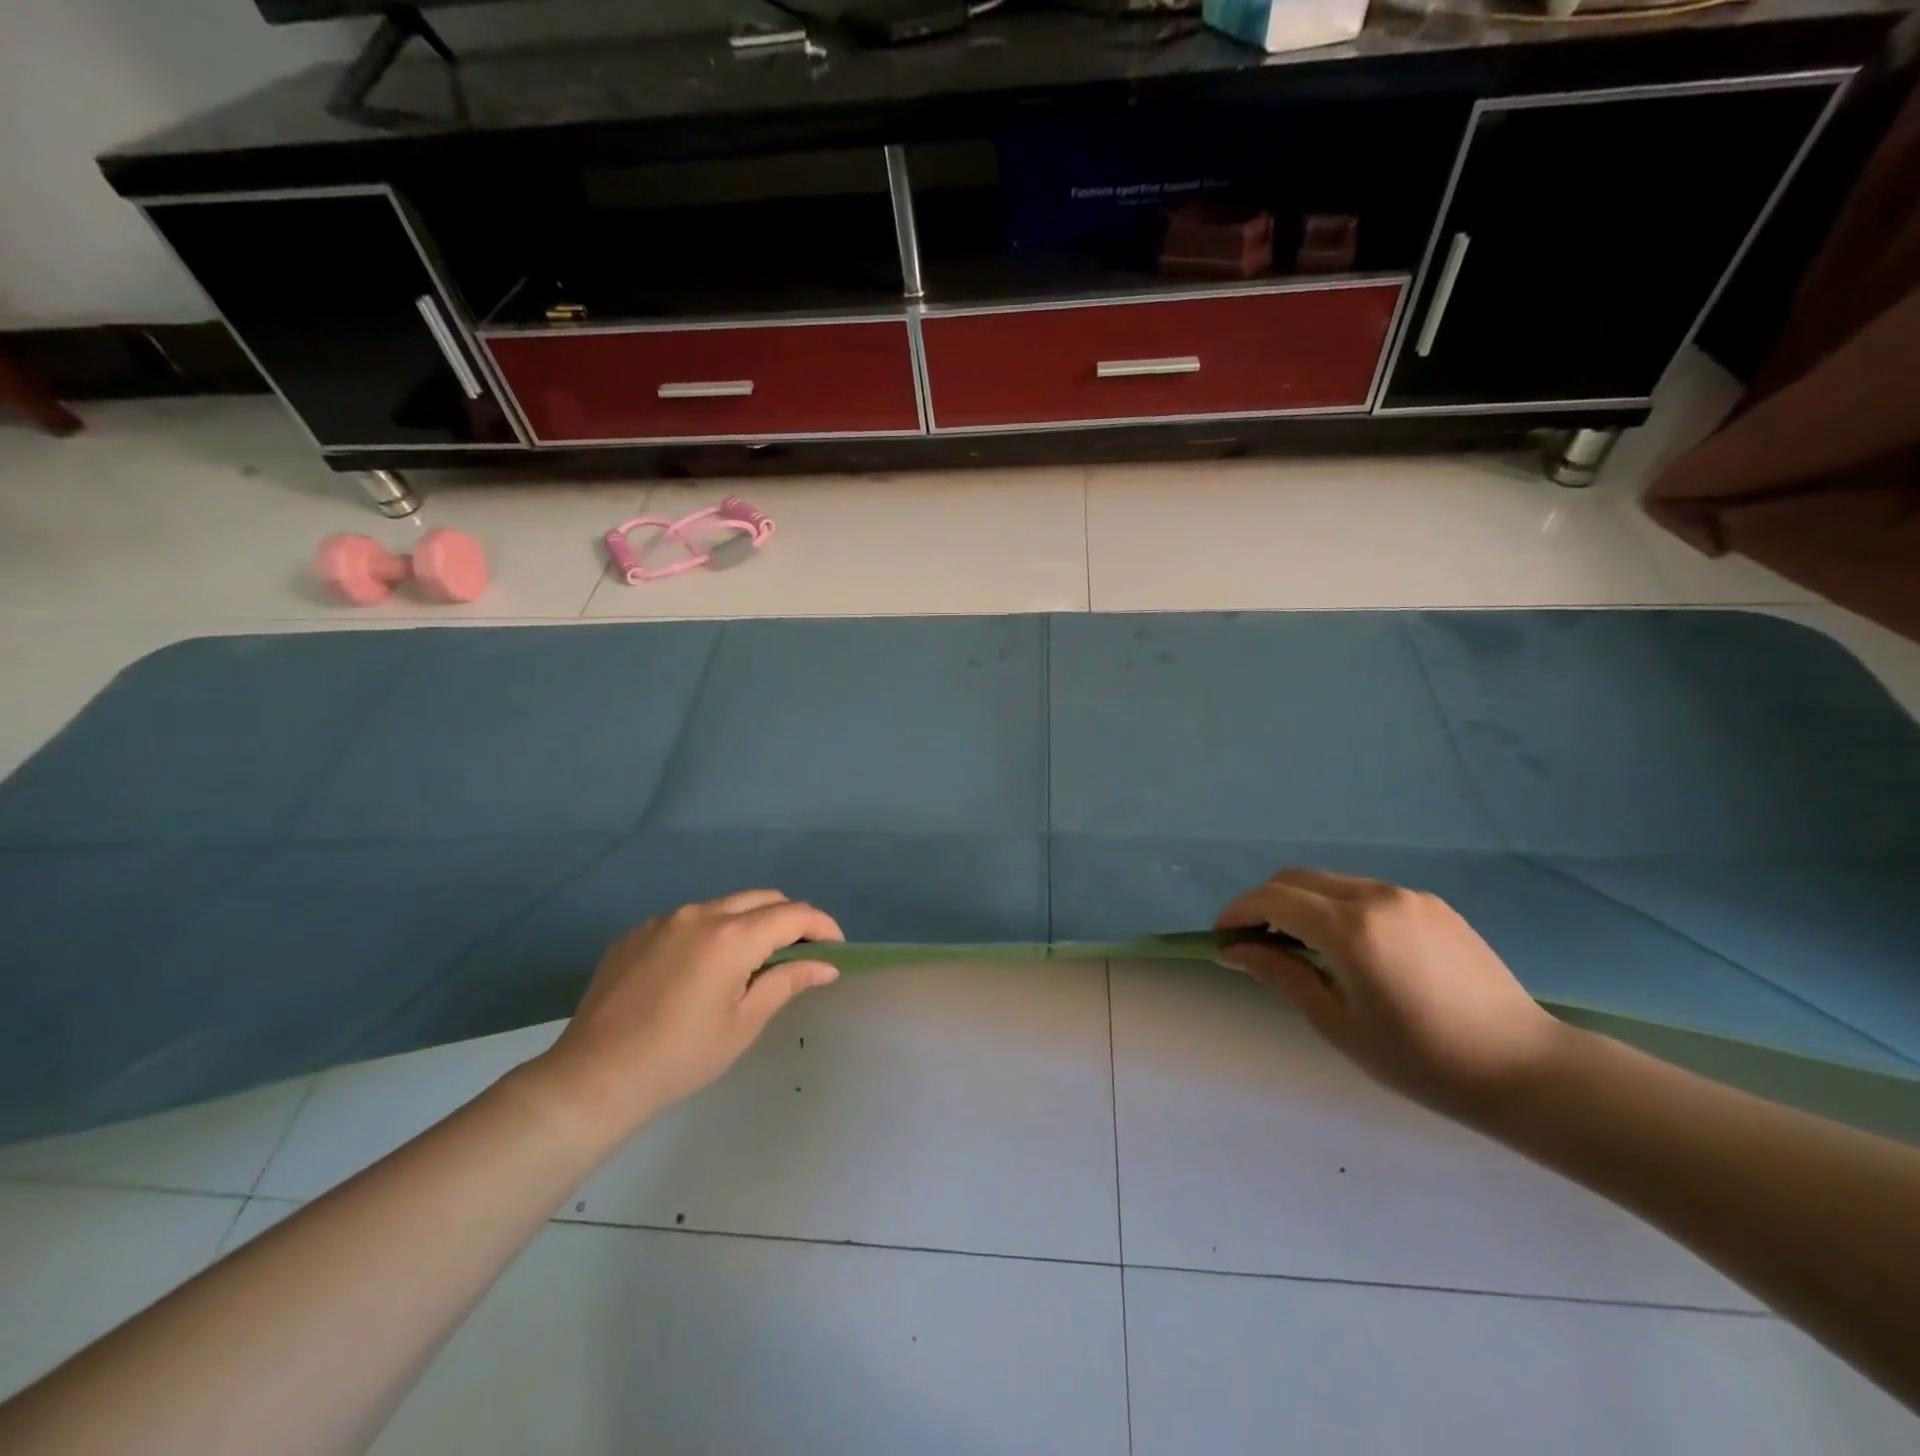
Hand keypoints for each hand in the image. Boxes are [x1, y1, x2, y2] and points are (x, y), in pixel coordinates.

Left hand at [533, 890, 843, 1137]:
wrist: (595, 1077)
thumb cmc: (681, 1056)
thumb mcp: (744, 1023)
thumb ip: (788, 982)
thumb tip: (826, 965)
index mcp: (732, 936)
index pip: (794, 914)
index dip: (822, 926)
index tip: (835, 949)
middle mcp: (700, 914)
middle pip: (762, 899)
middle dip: (790, 919)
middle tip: (800, 954)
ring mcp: (664, 920)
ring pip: (724, 906)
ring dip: (750, 924)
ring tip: (752, 963)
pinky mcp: (637, 933)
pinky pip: (688, 920)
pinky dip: (711, 933)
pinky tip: (701, 972)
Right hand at [1215, 869, 1568, 1118]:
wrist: (1525, 1068)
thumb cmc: (1421, 1059)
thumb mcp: (1336, 1023)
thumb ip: (1280, 974)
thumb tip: (1233, 950)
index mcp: (1350, 928)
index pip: (1272, 900)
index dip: (1238, 912)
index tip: (1221, 937)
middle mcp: (1375, 896)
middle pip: (1295, 880)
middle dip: (1263, 903)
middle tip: (1252, 942)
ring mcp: (1406, 895)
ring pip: (1329, 882)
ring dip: (1299, 903)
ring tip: (1295, 945)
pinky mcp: (1430, 904)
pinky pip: (1364, 891)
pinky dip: (1335, 906)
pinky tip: (1344, 947)